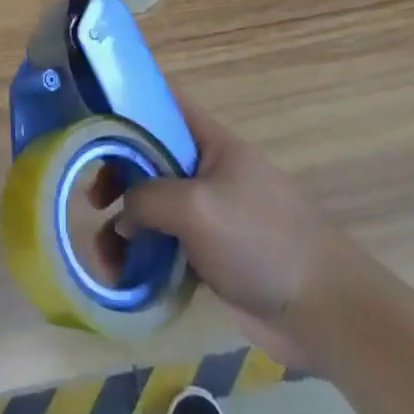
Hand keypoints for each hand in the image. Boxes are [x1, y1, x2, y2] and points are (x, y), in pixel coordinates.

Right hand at [102, 98, 361, 367]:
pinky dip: (142, 257)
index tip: (88, 118)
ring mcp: (209, 213)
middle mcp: (205, 169)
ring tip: (105, 257)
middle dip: (114, 175)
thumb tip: (123, 215)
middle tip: (92, 201)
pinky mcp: (211, 256)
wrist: (325, 311)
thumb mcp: (196, 206)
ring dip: (123, 226)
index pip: (161, 102)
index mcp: (208, 141)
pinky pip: (165, 245)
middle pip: (147, 157)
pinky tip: (124, 278)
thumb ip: (147, 198)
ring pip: (152, 206)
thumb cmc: (260, 240)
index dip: (125, 102)